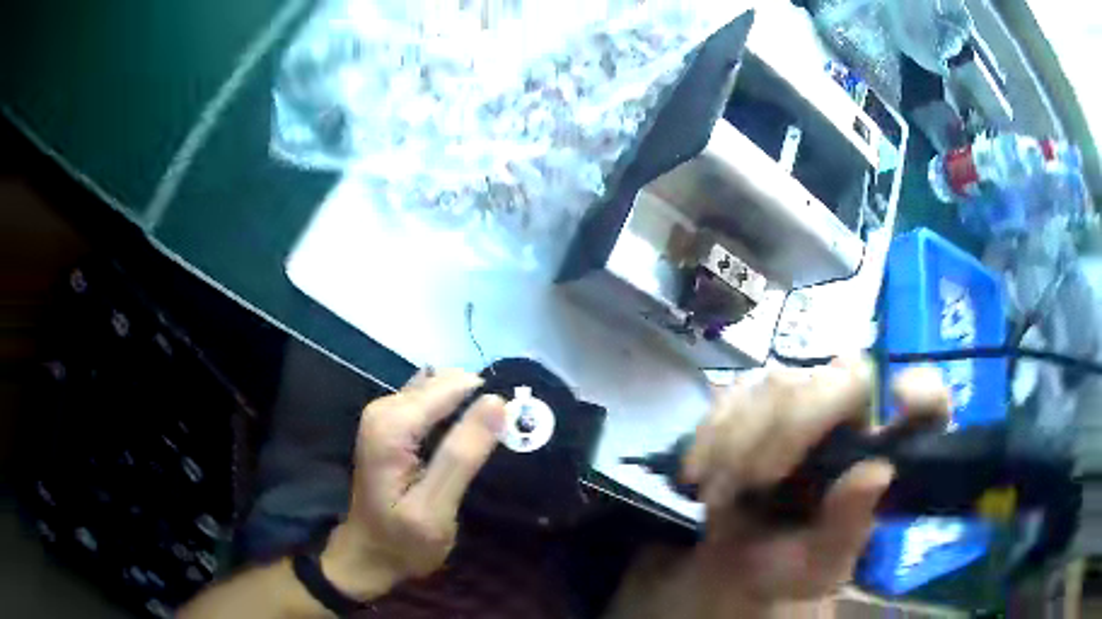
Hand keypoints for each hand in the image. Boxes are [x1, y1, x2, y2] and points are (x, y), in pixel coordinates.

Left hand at [321, 368, 505, 596]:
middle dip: (479, 402)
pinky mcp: (390, 420)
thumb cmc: (403, 540)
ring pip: (440, 386)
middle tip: (501, 442)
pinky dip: (454, 411)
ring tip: (485, 443)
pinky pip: (430, 398)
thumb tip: (497, 402)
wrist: (369, 554)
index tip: (513, 429)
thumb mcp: (436, 508)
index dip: (488, 403)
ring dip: (468, 407)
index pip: (453, 388)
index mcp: (392, 425)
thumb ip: (462, 455)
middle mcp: (384, 407)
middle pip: (446, 382)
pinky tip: (463, 439)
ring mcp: (384, 411)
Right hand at [607, 359, 949, 618]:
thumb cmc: (790, 566)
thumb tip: (877, 473)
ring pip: (782, 382)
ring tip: (721, 493)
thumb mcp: (821, 565)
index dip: (924, 392)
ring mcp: (805, 405)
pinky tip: (700, 474)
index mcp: (883, 456)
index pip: (927, 407)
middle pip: (843, 377)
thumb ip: (848, 529)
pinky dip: (710, 435)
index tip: (900, 398)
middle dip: (794, 426)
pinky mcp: (757, 405)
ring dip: (741, 439)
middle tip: (757, 480)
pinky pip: (733, 395)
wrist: (734, 565)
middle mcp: (854, 421)